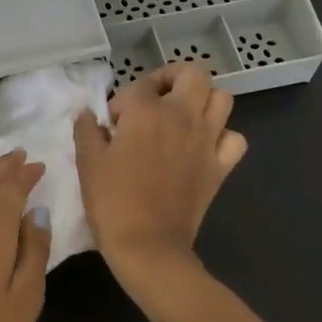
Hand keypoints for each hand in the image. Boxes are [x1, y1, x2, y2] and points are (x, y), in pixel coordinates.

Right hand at [73, 64, 246, 298]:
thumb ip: (87, 130)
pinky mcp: (221, 167)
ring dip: (203, 100)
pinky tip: (204, 146)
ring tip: (181, 117)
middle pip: (193, 73)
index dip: (123, 100)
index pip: (140, 84)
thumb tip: (89, 114)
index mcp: (147, 112)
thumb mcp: (87, 162)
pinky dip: (223, 136)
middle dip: (172, 78)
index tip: (113, 124)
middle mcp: (182, 116)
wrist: (148, 248)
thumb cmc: (113, 202)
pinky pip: (235, 139)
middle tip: (154, 100)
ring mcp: (207, 141)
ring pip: (222, 98)